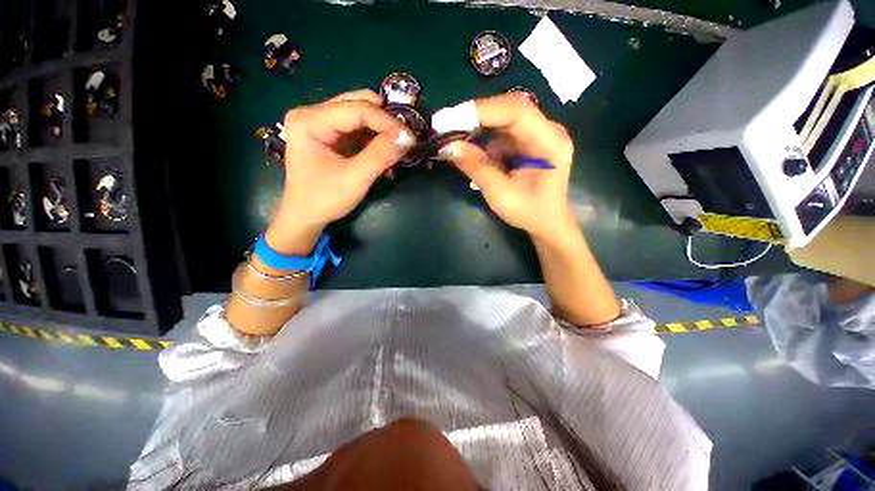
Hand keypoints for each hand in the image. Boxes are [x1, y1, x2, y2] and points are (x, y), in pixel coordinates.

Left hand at [265, 90, 415, 254]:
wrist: (305, 216)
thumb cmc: (325, 199)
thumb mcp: (355, 179)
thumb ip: (380, 156)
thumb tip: (408, 137)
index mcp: (309, 120)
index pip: (356, 109)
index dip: (386, 121)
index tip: (410, 137)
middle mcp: (312, 113)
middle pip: (357, 104)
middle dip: (385, 119)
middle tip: (406, 136)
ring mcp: (319, 122)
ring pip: (359, 113)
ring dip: (381, 126)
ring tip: (399, 141)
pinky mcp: (329, 133)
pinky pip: (357, 126)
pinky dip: (374, 135)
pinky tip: (385, 146)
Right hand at [438, 94, 574, 238]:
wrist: (547, 220)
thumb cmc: (529, 212)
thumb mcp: (500, 194)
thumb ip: (476, 168)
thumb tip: (447, 146)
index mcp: (549, 142)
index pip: (516, 111)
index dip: (481, 111)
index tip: (449, 120)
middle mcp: (547, 129)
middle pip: (508, 109)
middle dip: (474, 117)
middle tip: (445, 127)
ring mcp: (537, 133)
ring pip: (501, 118)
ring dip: (476, 128)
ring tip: (453, 140)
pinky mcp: (526, 140)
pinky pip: (501, 131)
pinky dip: (482, 138)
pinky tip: (470, 150)